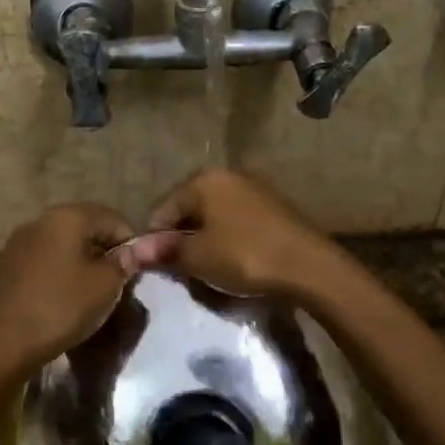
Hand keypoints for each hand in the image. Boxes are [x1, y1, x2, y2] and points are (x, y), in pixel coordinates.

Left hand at [0, 203, 135, 374]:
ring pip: (61, 245)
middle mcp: (39, 221)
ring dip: (80, 261)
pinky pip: (42, 262)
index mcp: (66, 217)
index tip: (137, 269)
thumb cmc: (60, 307)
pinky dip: (58, 273)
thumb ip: (121, 264)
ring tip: (91, 290)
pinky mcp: (4, 267)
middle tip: (117, 280)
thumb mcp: (104, 287)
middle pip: (83, 227)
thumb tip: (128, 253)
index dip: (130, 241)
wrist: (1, 343)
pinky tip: (62, 298)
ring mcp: (17, 243)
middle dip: (104, 249)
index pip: (111, 217)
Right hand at [133, 168, 343, 300]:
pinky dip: (228, 238)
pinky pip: (237, 220)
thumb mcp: (198, 258)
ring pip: (214, 215)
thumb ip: (166, 251)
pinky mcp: (274, 206)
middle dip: (182, 237)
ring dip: (206, 239)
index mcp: (205, 179)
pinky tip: (234, 260)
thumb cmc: (245, 256)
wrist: (309, 266)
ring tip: (208, 267)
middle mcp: (228, 175)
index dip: (155, 239)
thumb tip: (135, 250)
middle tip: (182, 269)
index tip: (158, 266)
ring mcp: (254, 188)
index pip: (163, 208)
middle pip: (190, 208)